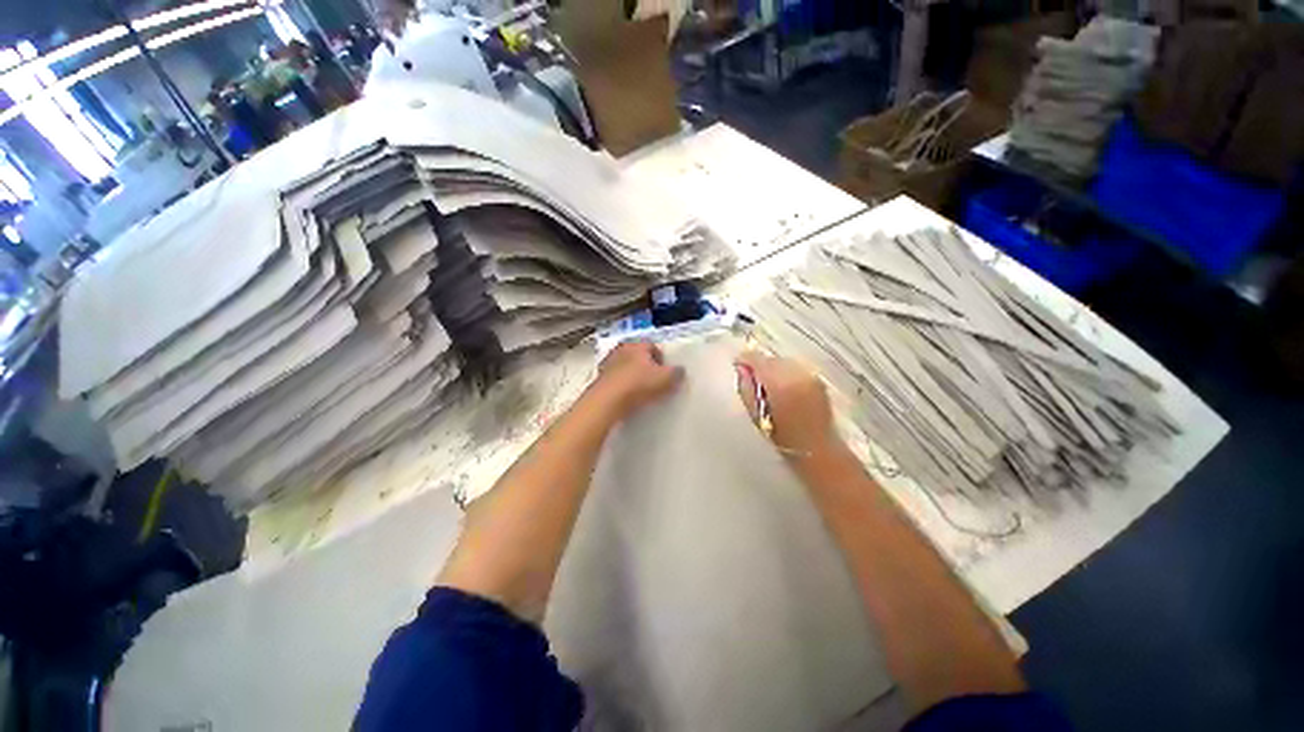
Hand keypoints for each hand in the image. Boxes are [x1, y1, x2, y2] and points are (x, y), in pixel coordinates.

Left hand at [589, 341, 682, 418]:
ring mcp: (607, 363)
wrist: (607, 401)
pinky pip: (615, 380)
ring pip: (625, 367)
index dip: (661, 359)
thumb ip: (676, 373)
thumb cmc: (639, 384)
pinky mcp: (599, 379)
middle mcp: (620, 349)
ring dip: (632, 375)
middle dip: (645, 366)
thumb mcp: (666, 379)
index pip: (652, 346)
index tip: (665, 372)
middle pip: (637, 356)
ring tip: (641, 391)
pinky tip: (627, 397)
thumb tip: (680, 371)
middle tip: (654, 380)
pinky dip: (621, 386)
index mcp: (637, 344)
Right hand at [735, 351, 839, 456]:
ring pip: (784, 362)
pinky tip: (783, 387)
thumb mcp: (755, 415)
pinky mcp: (818, 380)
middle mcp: (797, 373)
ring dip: (774, 369)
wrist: (817, 451)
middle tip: (751, 378)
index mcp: (779, 382)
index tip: (737, 366)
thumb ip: (746, 388)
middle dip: (760, 365)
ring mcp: (810, 375)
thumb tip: (741, 369)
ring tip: (767, 384)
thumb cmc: (781, 438)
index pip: (757, 359)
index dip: (744, 360)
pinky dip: (787, 373)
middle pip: (771, 359)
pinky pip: (796, 368)